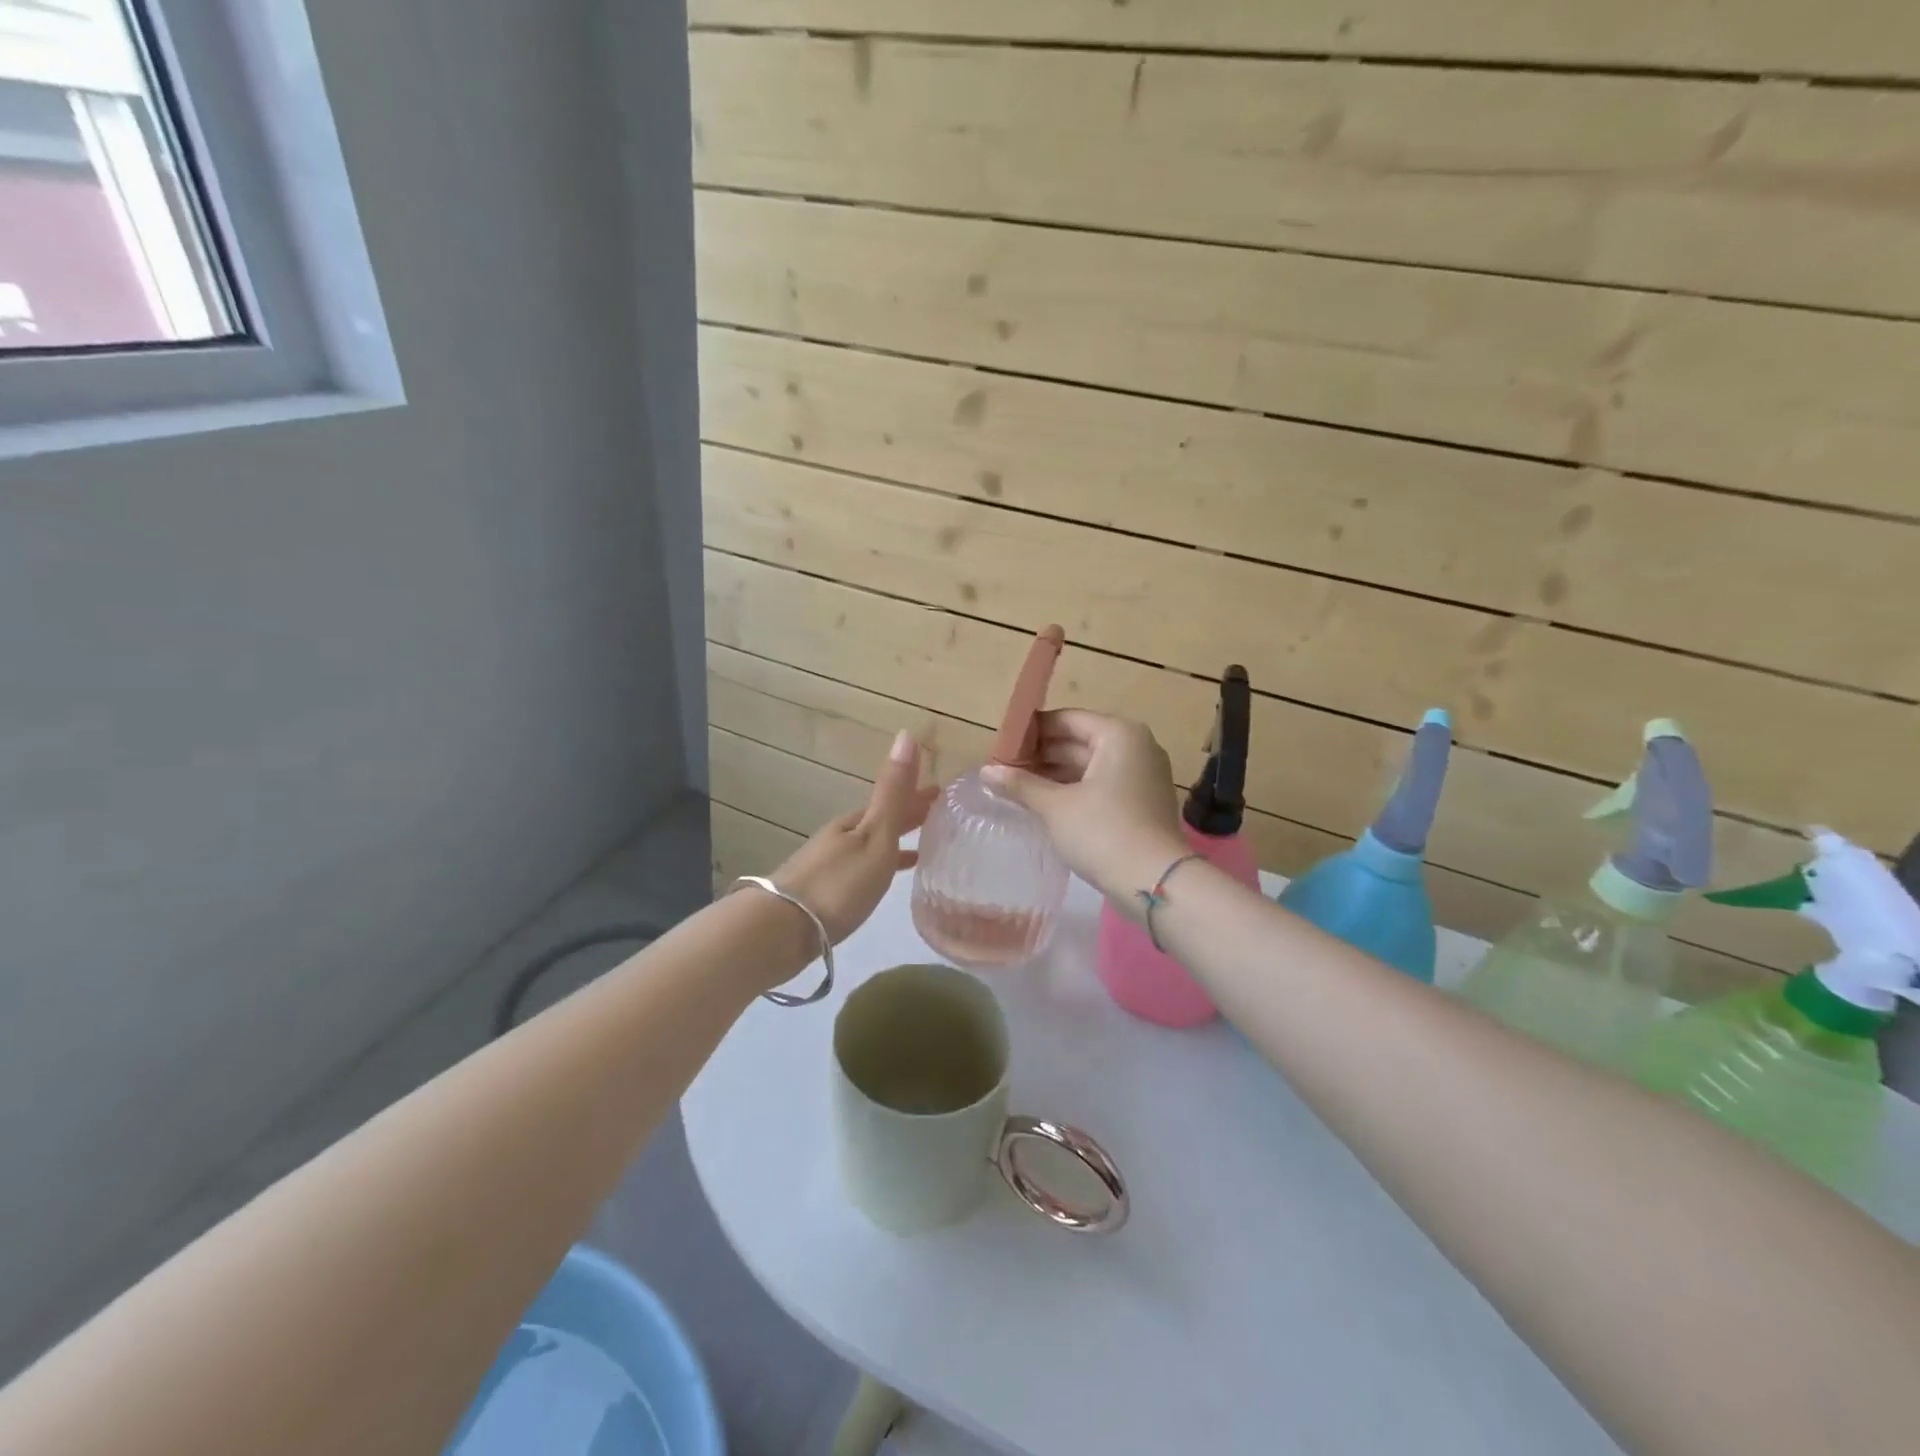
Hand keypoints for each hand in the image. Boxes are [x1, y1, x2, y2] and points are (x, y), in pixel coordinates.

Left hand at [773, 731, 936, 944]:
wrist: (781, 929)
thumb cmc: (838, 884)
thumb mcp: (873, 836)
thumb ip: (892, 793)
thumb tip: (906, 734)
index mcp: (855, 822)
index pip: (894, 801)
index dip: (918, 796)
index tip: (944, 792)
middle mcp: (841, 837)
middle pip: (880, 821)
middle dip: (908, 815)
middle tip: (939, 815)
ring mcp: (829, 863)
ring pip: (870, 845)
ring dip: (895, 841)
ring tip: (921, 849)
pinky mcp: (823, 892)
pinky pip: (862, 868)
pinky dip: (879, 866)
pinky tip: (883, 881)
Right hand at [981, 710, 1188, 907]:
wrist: (1155, 882)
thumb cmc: (1102, 832)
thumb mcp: (1055, 807)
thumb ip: (1020, 784)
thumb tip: (986, 772)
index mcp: (1118, 735)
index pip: (1066, 719)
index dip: (1031, 731)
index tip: (1001, 745)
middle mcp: (1136, 746)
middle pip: (1079, 741)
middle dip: (1041, 754)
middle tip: (1004, 768)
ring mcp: (1143, 774)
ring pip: (1090, 765)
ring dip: (1055, 774)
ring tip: (1017, 786)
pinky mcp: (1143, 801)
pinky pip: (1102, 784)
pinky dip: (1075, 789)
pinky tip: (1046, 802)